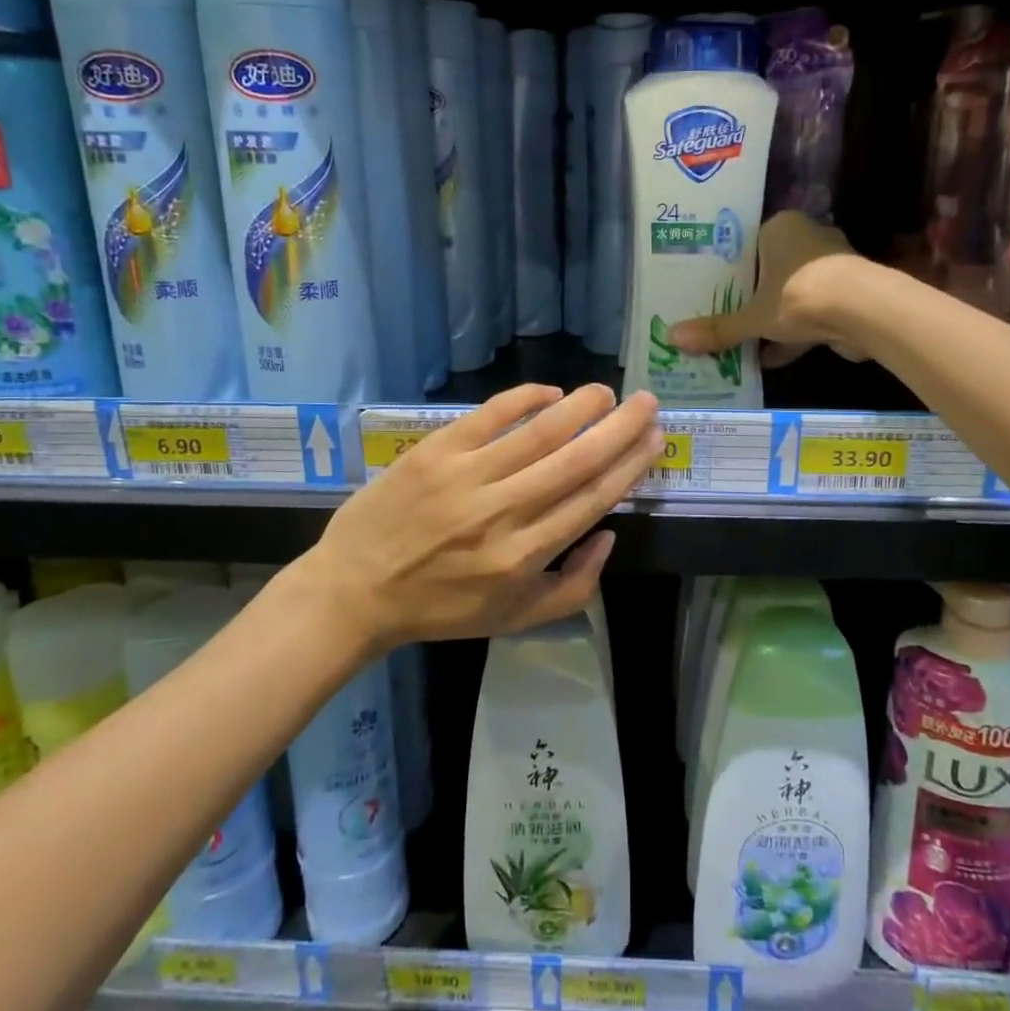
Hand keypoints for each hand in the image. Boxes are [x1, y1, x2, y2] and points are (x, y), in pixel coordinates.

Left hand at [297, 383, 663, 651]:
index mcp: (525, 556)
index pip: (593, 499)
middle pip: (577, 459)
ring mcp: (467, 477)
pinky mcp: (435, 452)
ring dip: (581, 406)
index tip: (655, 439)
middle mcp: (503, 512)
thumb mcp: (513, 619)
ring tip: (607, 392)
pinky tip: (551, 391)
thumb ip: (574, 587)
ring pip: (539, 432)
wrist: (355, 591)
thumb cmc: (441, 607)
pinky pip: (489, 415)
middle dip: (620, 427)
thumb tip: (609, 535)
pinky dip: (524, 399)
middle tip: (648, 402)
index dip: (630, 465)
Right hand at [671, 211, 865, 365]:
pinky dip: (794, 334)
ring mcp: (830, 266)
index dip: (729, 267)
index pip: (747, 243)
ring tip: (743, 341)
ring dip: (772, 318)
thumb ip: (718, 329)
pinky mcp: (846, 294)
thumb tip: (673, 338)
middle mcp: (807, 238)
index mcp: (781, 227)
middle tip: (722, 315)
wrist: (862, 311)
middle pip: (769, 269)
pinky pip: (810, 313)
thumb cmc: (798, 295)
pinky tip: (770, 358)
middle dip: (751, 296)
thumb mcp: (751, 317)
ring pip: (791, 293)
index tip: (710, 289)